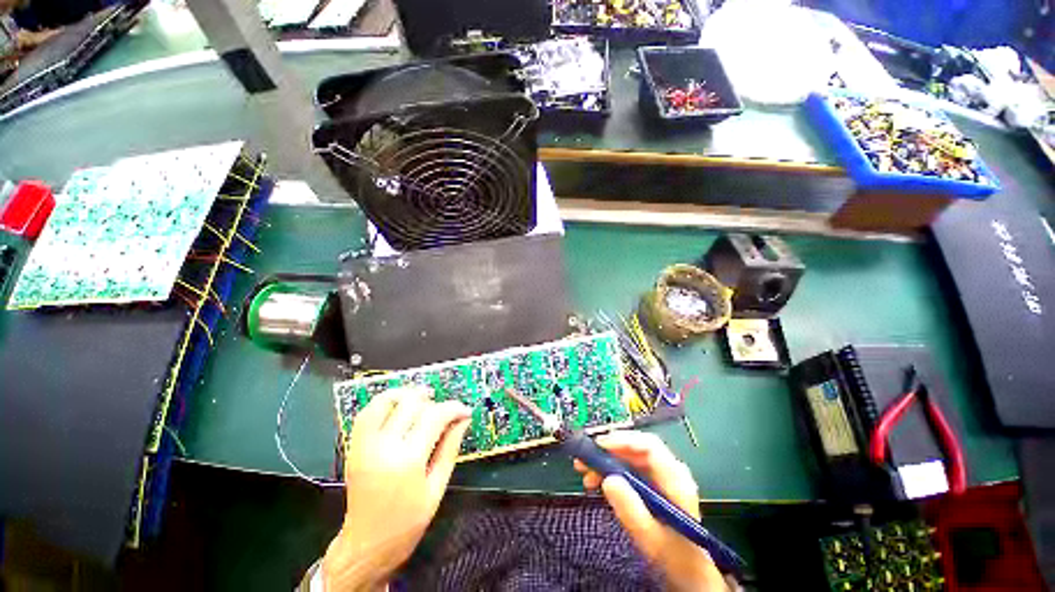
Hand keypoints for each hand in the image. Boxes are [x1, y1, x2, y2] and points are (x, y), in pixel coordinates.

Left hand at [322, 386, 470, 590]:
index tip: (464, 411)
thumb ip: (450, 449)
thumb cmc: (408, 522)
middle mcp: (384, 447)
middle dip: (434, 401)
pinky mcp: (354, 447)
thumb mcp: (437, 488)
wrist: (367, 545)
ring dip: (407, 394)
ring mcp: (364, 446)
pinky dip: (384, 402)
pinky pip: (366, 413)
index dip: (454, 408)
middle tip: (444, 411)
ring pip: (386, 402)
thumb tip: (463, 420)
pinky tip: (398, 405)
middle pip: (412, 404)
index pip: (435, 416)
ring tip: (423, 398)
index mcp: (408, 461)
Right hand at [574, 431, 727, 591]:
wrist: (690, 573)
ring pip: (629, 457)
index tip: (598, 447)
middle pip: (636, 448)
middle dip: (607, 451)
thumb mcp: (650, 537)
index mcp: (675, 479)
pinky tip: (597, 481)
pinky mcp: (652, 483)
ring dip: (605, 461)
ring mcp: (660, 476)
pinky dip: (610, 471)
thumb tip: (608, 479)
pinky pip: (628, 468)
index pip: (648, 446)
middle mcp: (669, 471)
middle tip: (584, 460)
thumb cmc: (674, 556)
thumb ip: (631, 509)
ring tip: (585, 472)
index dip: (622, 441)